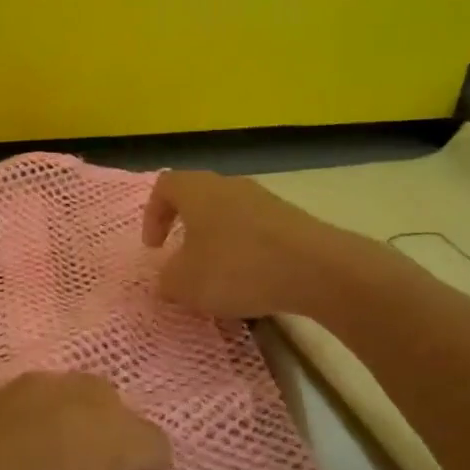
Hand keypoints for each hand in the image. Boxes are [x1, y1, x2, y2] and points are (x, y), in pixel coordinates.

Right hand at [142, 170, 340, 319]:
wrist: (316, 268)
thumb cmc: (236, 267)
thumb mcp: (185, 283)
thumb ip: (167, 279)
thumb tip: (167, 278)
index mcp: (196, 190)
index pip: (164, 186)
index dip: (153, 215)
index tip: (155, 248)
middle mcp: (229, 185)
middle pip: (198, 198)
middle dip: (186, 228)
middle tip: (183, 259)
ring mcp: (264, 200)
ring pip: (228, 215)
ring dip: (218, 242)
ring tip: (219, 277)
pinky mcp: (291, 220)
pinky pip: (256, 231)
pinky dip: (246, 252)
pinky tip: (252, 281)